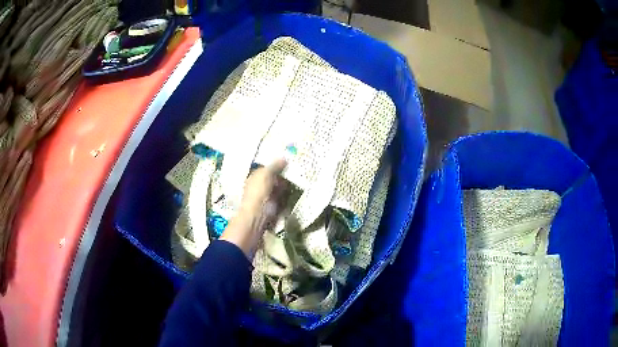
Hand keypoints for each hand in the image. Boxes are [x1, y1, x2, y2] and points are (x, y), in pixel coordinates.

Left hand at [220, 158, 286, 259]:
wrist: (257, 216)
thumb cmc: (258, 193)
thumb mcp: (266, 174)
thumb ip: (274, 166)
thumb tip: (284, 158)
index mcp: (254, 177)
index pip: (266, 168)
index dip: (276, 165)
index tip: (288, 162)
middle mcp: (259, 186)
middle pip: (273, 179)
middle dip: (282, 176)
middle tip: (296, 171)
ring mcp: (265, 197)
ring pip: (278, 188)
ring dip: (285, 186)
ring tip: (297, 181)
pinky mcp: (272, 207)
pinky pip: (281, 199)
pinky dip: (286, 196)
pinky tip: (293, 192)